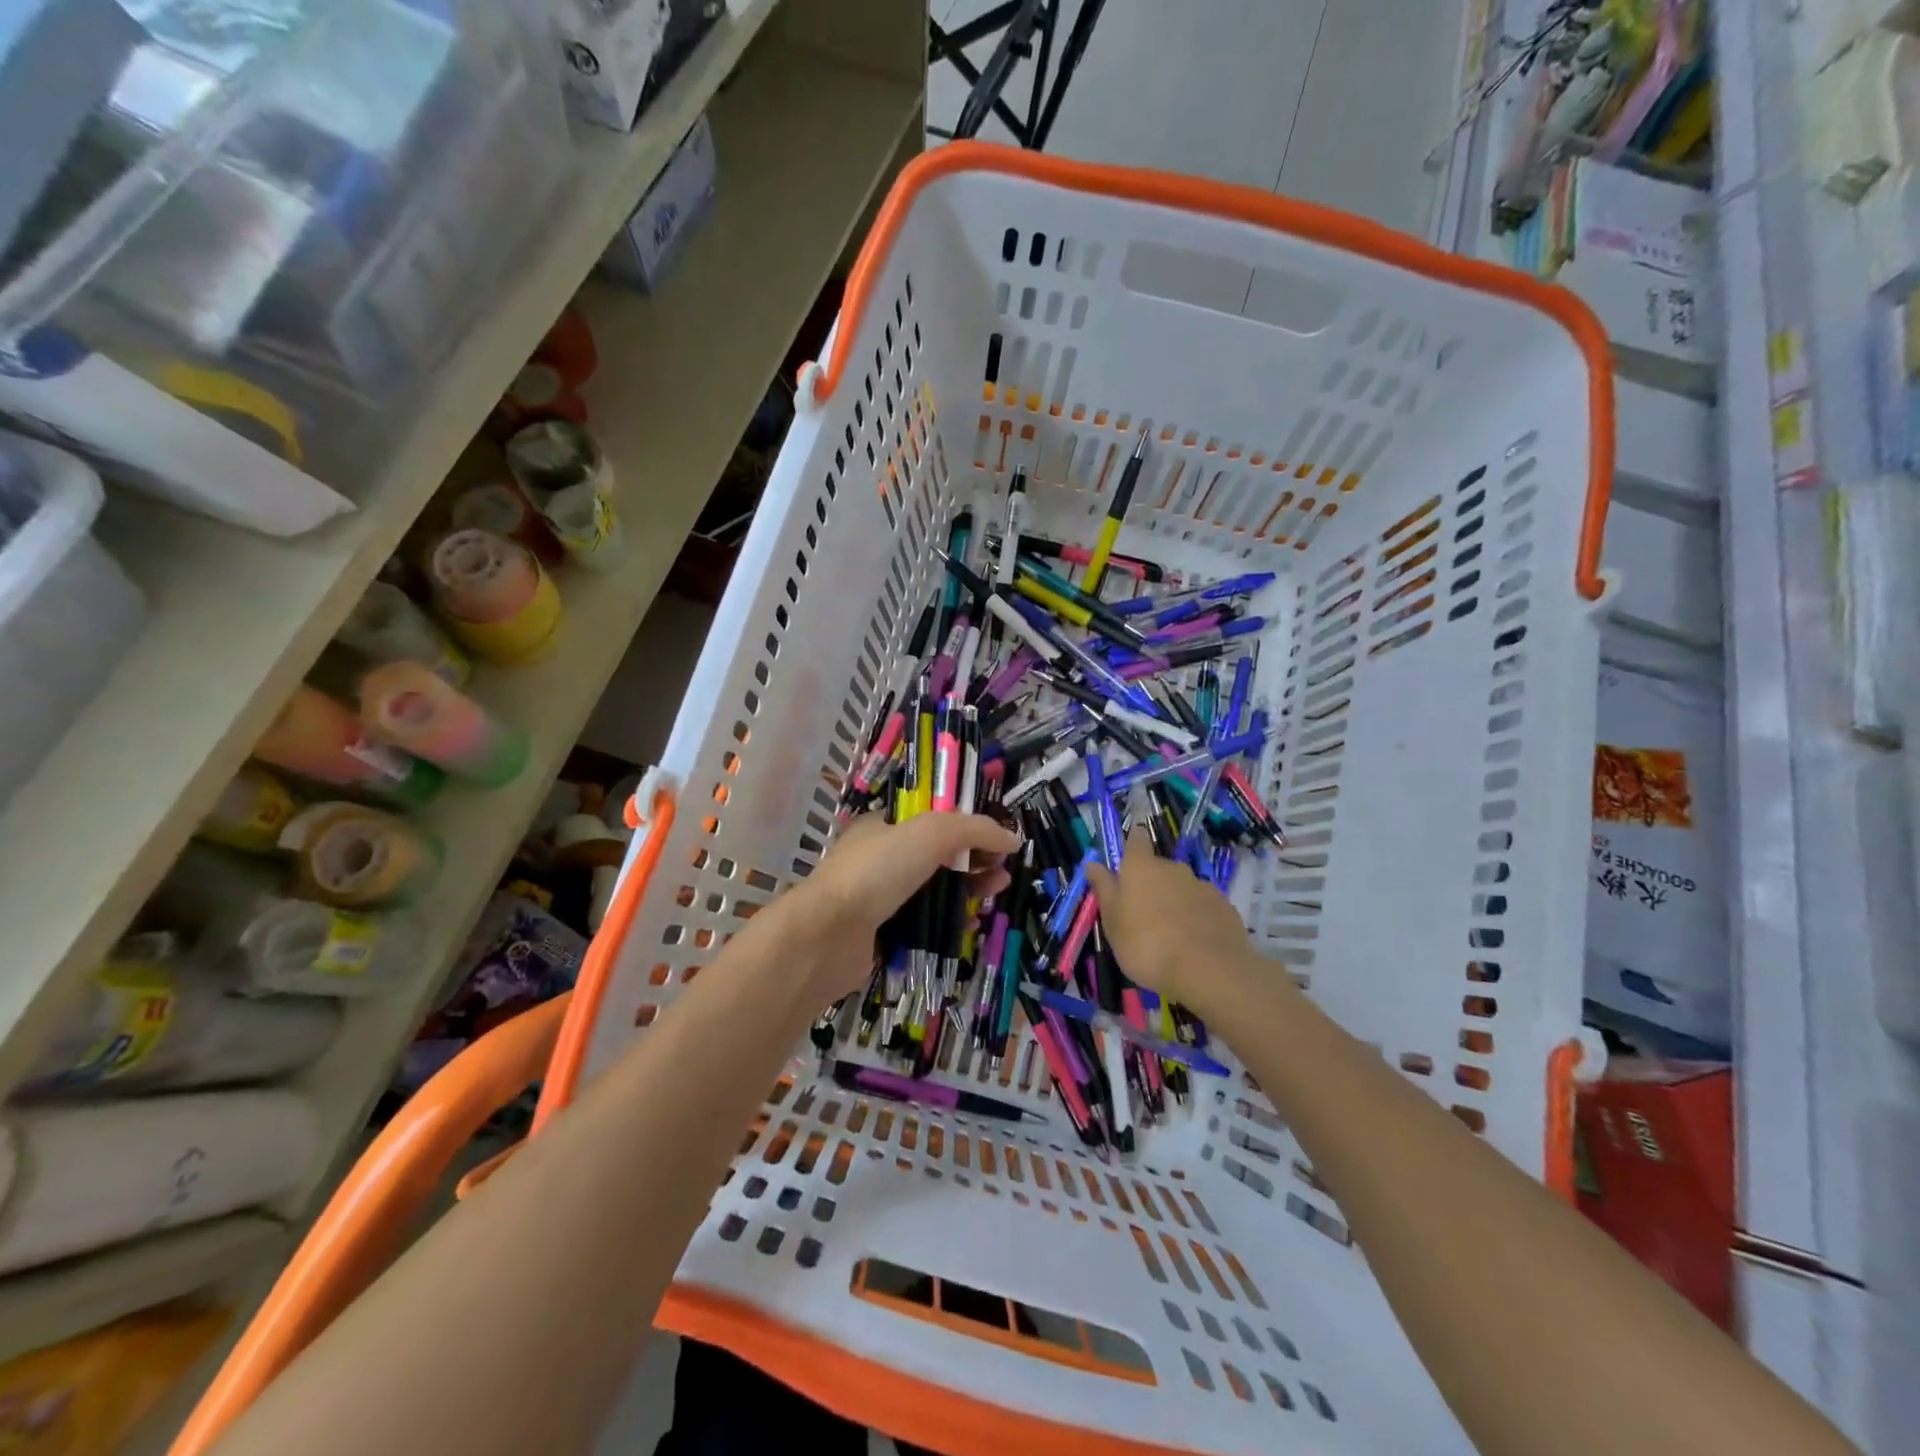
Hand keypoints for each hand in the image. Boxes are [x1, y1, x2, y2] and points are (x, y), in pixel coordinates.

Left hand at [788, 812, 1018, 999]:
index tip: (996, 840)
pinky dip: (949, 919)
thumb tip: (1012, 838)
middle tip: (1002, 871)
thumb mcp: (931, 832)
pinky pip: (924, 920)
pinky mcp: (883, 931)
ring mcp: (879, 896)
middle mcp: (880, 856)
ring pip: (933, 888)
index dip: (967, 825)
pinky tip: (971, 921)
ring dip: (967, 888)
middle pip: (938, 853)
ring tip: (996, 892)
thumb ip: (975, 829)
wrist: (828, 935)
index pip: (933, 817)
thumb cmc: (877, 871)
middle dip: (974, 858)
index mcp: (883, 824)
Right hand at [1086, 827, 1281, 1019]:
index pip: (1136, 839)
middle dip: (1151, 884)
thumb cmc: (1147, 945)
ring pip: (1182, 887)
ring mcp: (1202, 885)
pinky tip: (1194, 942)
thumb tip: (1093, 863)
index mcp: (1141, 867)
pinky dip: (1197, 917)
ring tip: (1171, 934)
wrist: (1209, 971)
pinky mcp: (1225, 906)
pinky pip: (1203, 906)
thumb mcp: (1113, 922)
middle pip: (1159, 867)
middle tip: (1143, 915)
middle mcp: (1173, 868)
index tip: (1127, 863)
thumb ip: (1104, 889)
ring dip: (1175, 901)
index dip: (1132, 846)